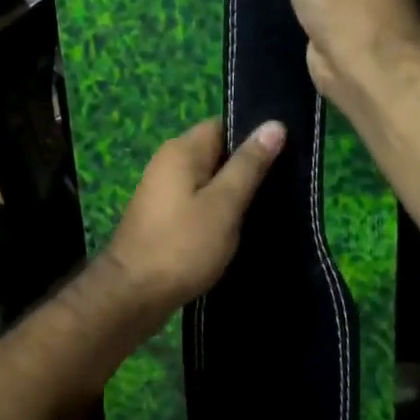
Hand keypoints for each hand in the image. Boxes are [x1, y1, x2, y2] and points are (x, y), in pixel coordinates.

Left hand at [102, 119, 284, 311]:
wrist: (133, 295)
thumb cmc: (182, 245)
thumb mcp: (224, 204)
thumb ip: (249, 165)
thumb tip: (274, 124)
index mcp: (181, 151)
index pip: (223, 126)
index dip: (253, 137)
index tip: (286, 154)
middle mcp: (168, 163)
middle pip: (216, 153)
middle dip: (247, 168)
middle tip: (284, 184)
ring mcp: (163, 191)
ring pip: (208, 181)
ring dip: (233, 194)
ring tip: (270, 207)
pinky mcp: (164, 217)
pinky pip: (198, 203)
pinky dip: (218, 212)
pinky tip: (240, 228)